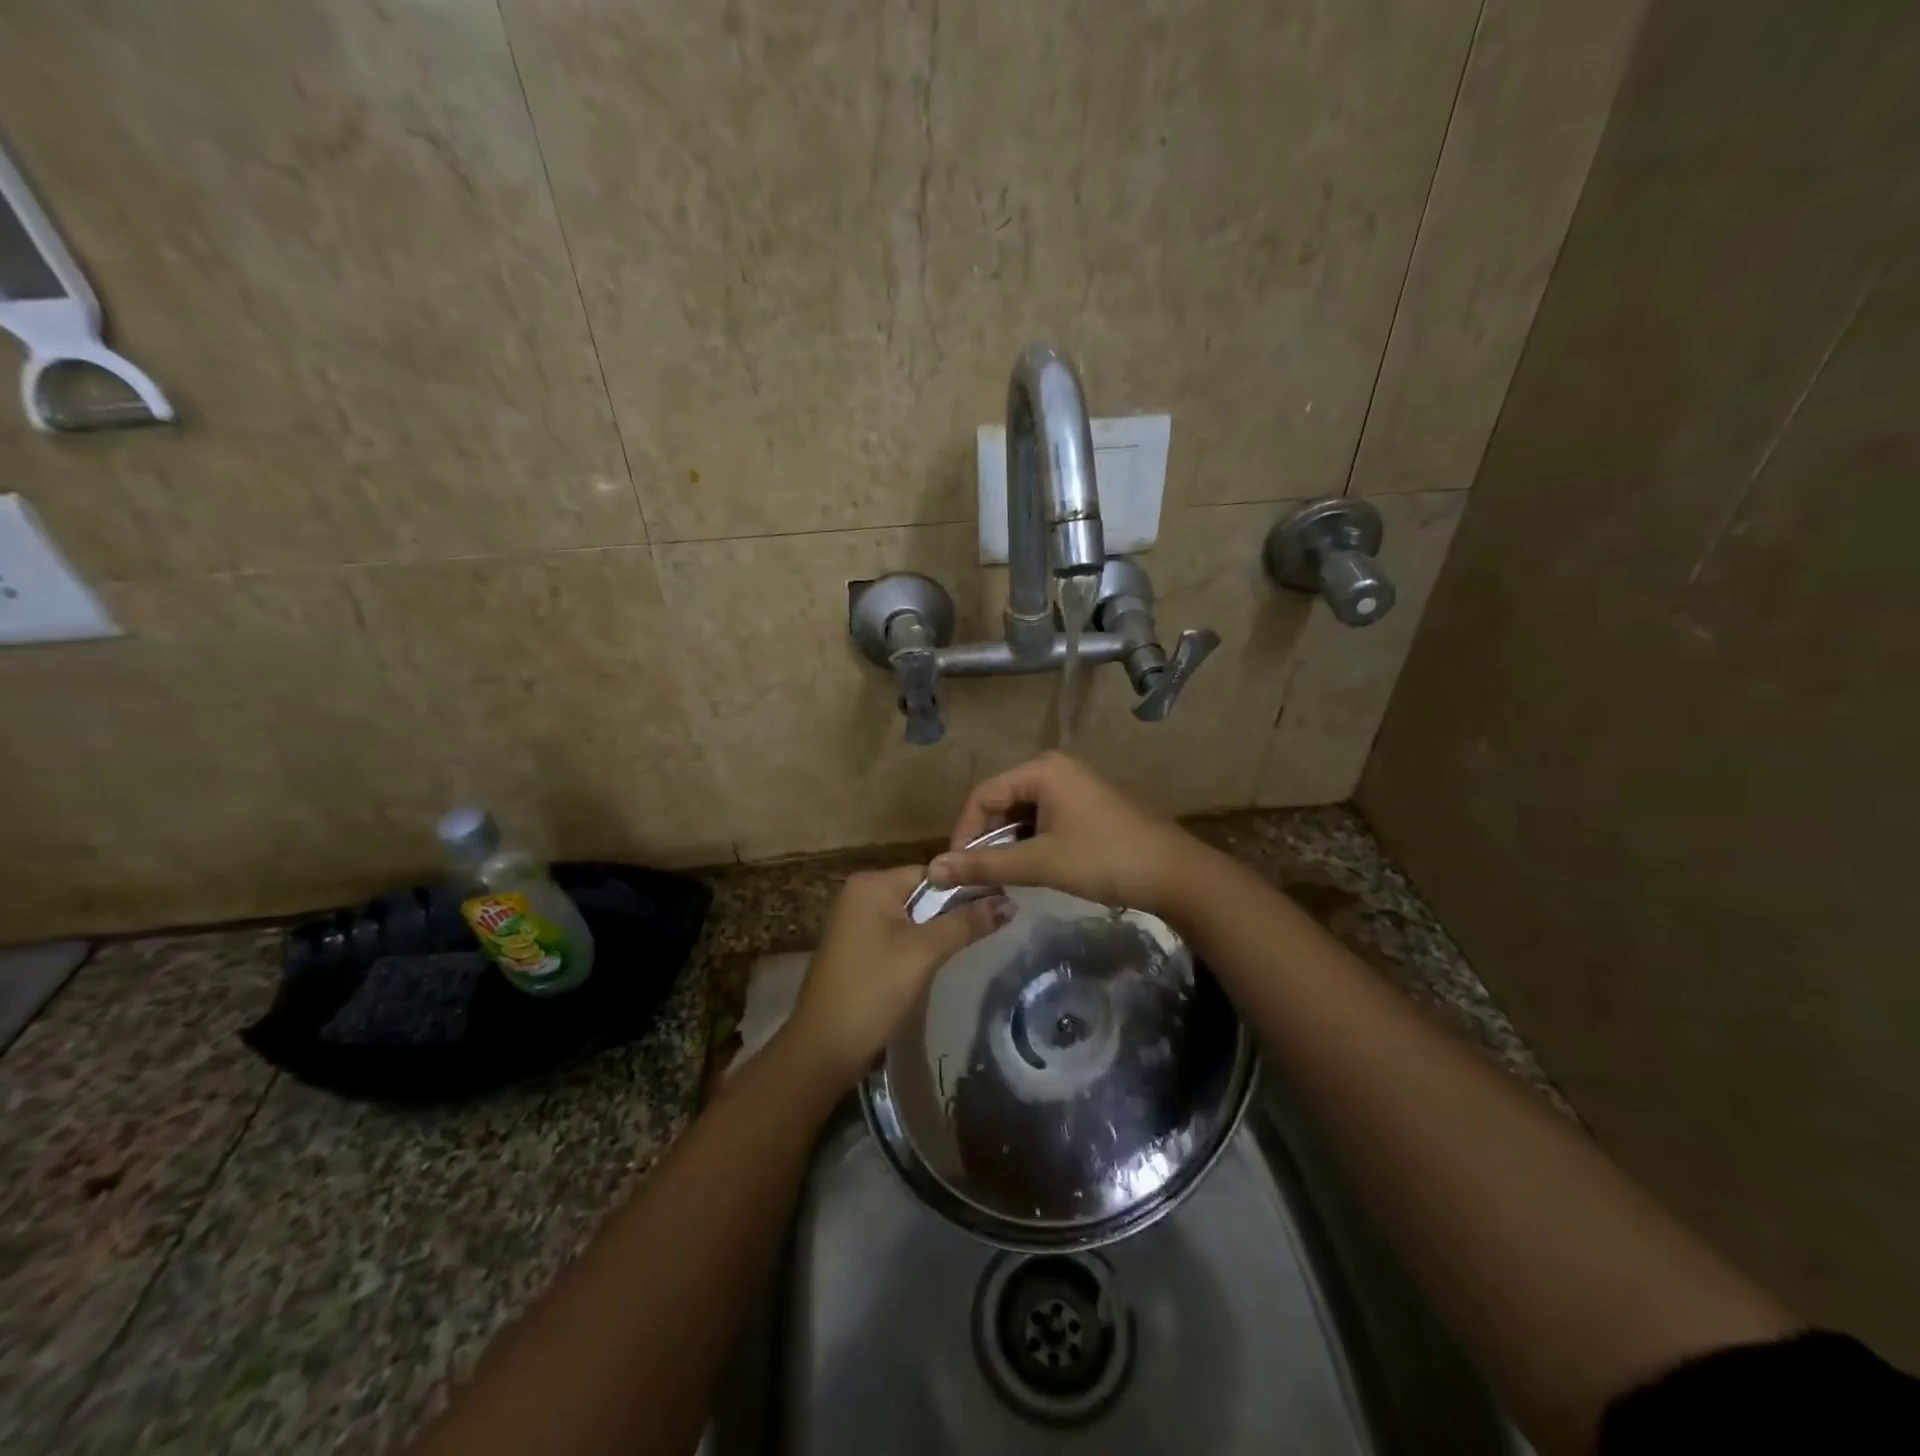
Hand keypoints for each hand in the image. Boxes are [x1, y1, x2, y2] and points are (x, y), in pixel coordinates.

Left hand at [787, 866, 1012, 1087]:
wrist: (822, 1049)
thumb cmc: (873, 990)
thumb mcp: (924, 953)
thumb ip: (966, 923)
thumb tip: (1010, 902)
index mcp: (871, 883)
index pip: (933, 872)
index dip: (967, 888)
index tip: (1002, 905)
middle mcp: (860, 894)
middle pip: (923, 893)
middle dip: (953, 911)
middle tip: (994, 927)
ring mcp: (855, 922)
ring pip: (912, 916)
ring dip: (938, 931)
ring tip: (973, 944)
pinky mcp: (857, 948)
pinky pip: (897, 935)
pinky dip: (918, 945)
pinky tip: (937, 962)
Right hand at [929, 752, 1206, 916]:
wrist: (1176, 875)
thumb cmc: (1105, 860)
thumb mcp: (1040, 863)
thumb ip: (985, 864)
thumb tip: (932, 870)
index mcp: (1042, 769)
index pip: (982, 795)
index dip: (964, 832)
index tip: (956, 870)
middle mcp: (1055, 769)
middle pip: (1002, 802)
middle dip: (987, 839)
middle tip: (979, 876)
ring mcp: (1074, 786)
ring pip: (1023, 814)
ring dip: (1009, 844)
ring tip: (1004, 877)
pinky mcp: (1087, 806)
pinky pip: (1044, 820)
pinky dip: (1032, 843)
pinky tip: (1032, 869)